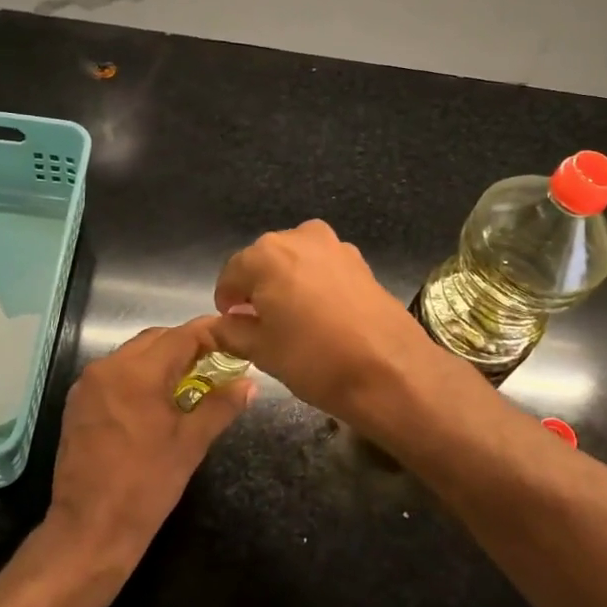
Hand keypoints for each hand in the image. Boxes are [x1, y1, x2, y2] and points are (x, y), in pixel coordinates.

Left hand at [46, 317, 253, 567]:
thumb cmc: (146, 485)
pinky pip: (115, 374)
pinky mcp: (78, 402)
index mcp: (137, 372)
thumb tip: (249, 384)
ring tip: (190, 381)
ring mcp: (88, 385)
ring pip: (133, 354)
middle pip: (156, 339)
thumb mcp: (191, 444)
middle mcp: (108, 367)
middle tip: (216, 363)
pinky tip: (157, 400)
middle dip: (187, 346)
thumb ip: (221, 406)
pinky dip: (139, 376)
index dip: (211, 334)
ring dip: (162, 360)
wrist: (90, 529)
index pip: (181, 336)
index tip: (234, 339)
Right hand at [210, 221, 442, 425]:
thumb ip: (230, 331)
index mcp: (266, 254)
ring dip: (287, 284)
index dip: (227, 300)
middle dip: (257, 288)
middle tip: (260, 324)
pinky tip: (322, 316)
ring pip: (296, 262)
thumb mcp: (261, 350)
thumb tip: (217, 325)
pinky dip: (314, 285)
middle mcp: (299, 237)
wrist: (390, 369)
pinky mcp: (360, 261)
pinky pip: (323, 268)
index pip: (231, 273)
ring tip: (292, 321)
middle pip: (264, 261)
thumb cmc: (314, 358)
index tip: (231, 323)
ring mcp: (334, 245)